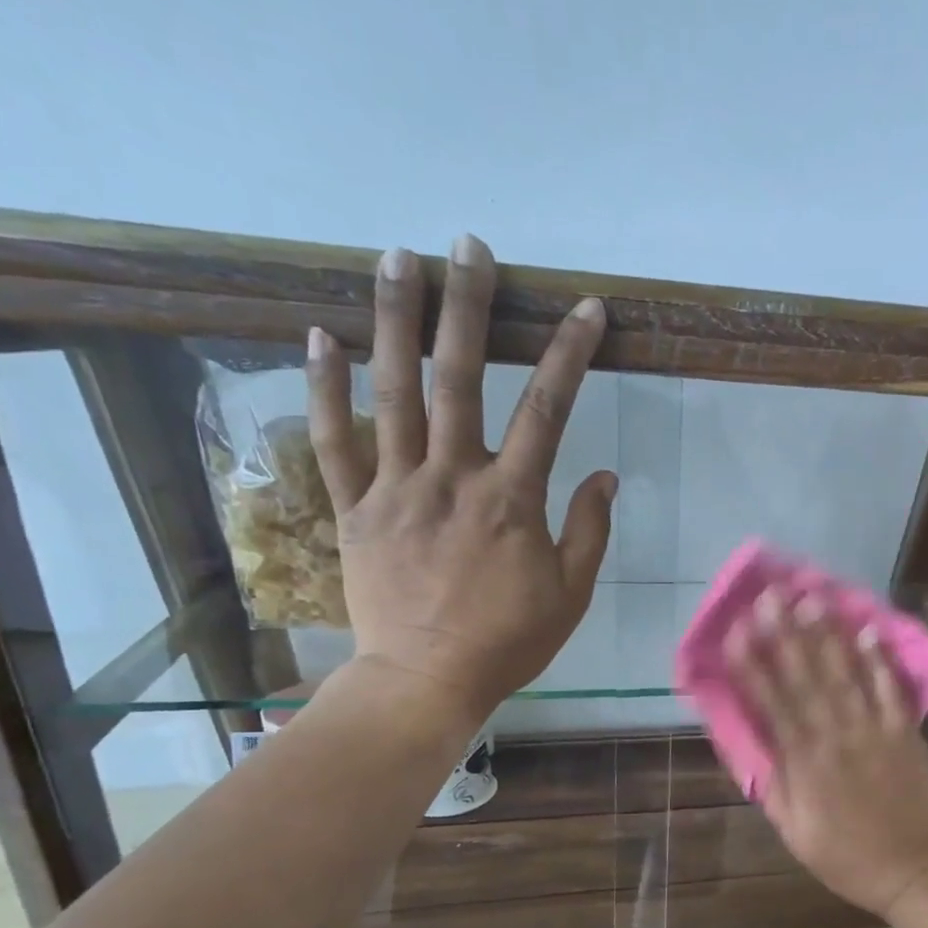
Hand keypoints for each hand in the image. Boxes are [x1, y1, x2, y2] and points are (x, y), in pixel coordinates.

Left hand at [305, 237, 613, 725]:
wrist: (426, 682)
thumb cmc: (508, 642)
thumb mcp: (571, 595)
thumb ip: (589, 531)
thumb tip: (606, 476)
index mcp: (511, 500)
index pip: (547, 410)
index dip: (569, 354)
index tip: (586, 309)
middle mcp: (452, 478)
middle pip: (459, 378)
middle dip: (468, 306)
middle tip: (470, 245)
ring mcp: (396, 489)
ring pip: (392, 392)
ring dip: (394, 320)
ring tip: (396, 258)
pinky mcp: (355, 509)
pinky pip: (335, 441)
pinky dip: (326, 388)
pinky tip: (320, 336)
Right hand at [725, 591, 927, 918]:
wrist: (914, 870)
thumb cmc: (846, 857)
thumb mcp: (795, 831)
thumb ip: (773, 785)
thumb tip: (753, 744)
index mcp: (803, 763)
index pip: (771, 704)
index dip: (751, 665)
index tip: (736, 630)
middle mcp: (835, 736)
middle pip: (805, 678)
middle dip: (784, 634)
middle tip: (770, 595)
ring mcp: (873, 730)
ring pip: (845, 675)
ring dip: (827, 635)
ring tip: (811, 598)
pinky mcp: (904, 732)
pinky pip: (892, 690)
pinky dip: (881, 660)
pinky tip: (870, 629)